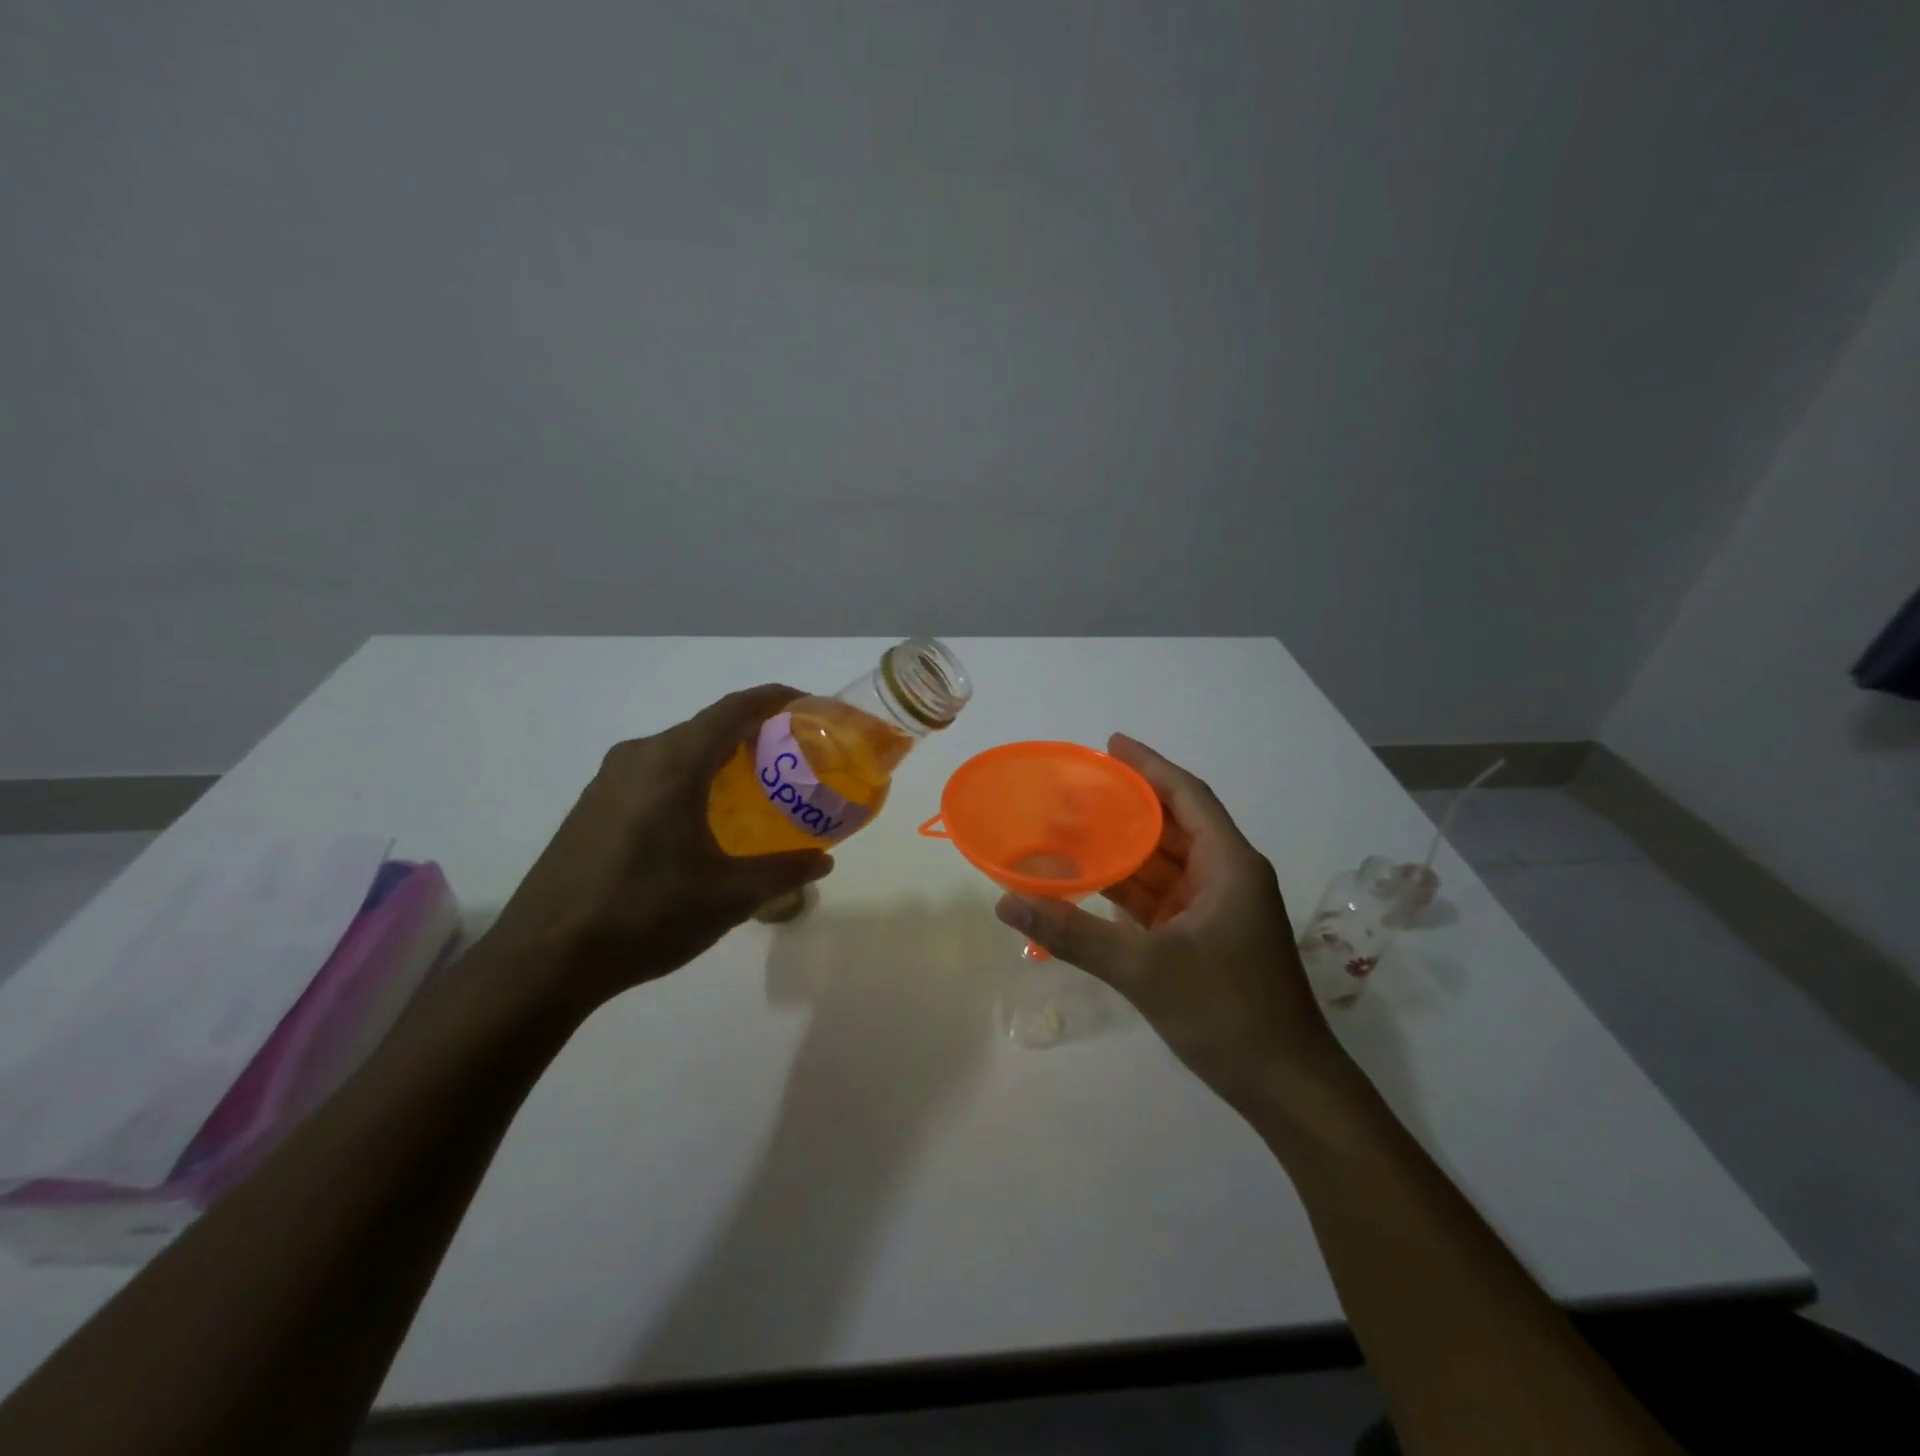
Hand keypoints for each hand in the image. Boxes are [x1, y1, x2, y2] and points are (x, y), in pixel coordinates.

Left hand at [484, 684, 834, 1016]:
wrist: (541, 961)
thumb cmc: (644, 915)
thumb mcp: (728, 897)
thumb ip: (783, 872)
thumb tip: (822, 862)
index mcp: (672, 763)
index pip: (734, 709)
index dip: (775, 699)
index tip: (811, 705)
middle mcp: (639, 757)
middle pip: (707, 726)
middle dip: (754, 733)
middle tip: (793, 758)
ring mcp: (608, 781)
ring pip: (679, 752)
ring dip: (720, 758)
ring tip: (757, 788)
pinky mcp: (592, 807)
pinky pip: (654, 774)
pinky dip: (691, 779)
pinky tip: (705, 819)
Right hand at [994, 734, 1342, 1110]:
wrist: (1286, 1088)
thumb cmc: (1227, 1013)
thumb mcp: (1144, 969)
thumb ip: (1073, 934)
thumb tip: (1007, 902)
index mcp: (1229, 865)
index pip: (1187, 796)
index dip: (1149, 766)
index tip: (1110, 744)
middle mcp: (1226, 877)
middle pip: (1172, 825)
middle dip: (1126, 805)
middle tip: (1074, 789)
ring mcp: (1216, 910)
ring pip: (1164, 863)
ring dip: (1123, 848)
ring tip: (1071, 828)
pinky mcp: (1205, 938)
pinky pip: (1160, 897)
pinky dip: (1127, 888)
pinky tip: (1089, 882)